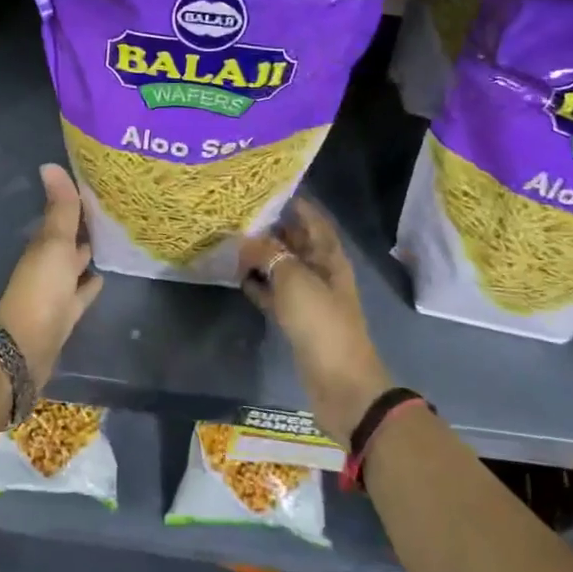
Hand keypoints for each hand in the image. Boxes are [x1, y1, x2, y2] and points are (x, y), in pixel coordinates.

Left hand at [0, 163, 103, 386]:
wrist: (26, 345)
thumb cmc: (41, 288)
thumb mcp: (54, 243)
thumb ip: (60, 208)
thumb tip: (49, 164)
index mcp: (43, 245)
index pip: (62, 217)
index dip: (76, 203)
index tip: (97, 187)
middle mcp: (48, 264)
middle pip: (68, 241)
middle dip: (84, 228)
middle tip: (111, 211)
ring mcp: (56, 290)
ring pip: (75, 266)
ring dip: (88, 254)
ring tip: (113, 239)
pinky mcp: (66, 314)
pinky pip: (81, 293)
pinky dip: (90, 283)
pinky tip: (103, 276)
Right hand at [239, 199, 391, 447]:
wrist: (341, 383)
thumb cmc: (321, 323)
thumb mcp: (293, 281)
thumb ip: (268, 256)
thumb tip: (245, 240)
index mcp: (330, 257)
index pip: (313, 220)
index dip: (295, 203)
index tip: (268, 188)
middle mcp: (321, 272)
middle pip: (296, 243)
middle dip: (272, 228)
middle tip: (239, 213)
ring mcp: (310, 298)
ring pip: (283, 268)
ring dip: (262, 257)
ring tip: (232, 241)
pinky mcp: (298, 321)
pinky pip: (275, 295)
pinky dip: (260, 286)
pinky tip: (238, 278)